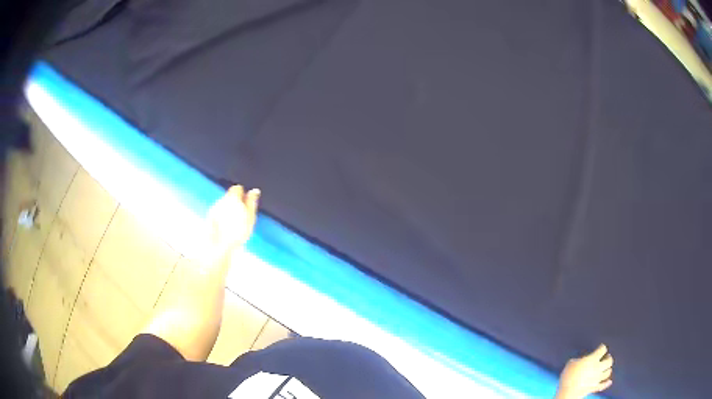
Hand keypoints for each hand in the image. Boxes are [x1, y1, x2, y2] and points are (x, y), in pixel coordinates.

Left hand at [204, 185, 259, 263]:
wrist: (219, 246)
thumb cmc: (236, 233)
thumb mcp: (250, 217)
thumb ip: (251, 202)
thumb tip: (254, 191)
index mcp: (232, 198)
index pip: (237, 188)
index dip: (242, 194)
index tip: (246, 203)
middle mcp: (221, 201)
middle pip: (229, 197)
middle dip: (235, 203)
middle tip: (241, 216)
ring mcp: (214, 209)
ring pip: (223, 205)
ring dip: (228, 211)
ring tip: (235, 224)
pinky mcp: (209, 218)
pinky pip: (218, 214)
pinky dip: (222, 218)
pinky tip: (226, 228)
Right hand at [556, 344, 613, 398]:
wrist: (568, 392)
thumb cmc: (568, 376)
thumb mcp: (571, 364)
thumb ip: (578, 360)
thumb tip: (580, 362)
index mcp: (593, 359)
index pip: (602, 349)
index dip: (602, 347)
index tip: (601, 347)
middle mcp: (598, 367)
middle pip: (609, 361)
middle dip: (609, 358)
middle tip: (607, 356)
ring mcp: (597, 378)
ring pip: (608, 372)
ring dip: (608, 369)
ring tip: (607, 368)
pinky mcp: (594, 387)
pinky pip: (603, 385)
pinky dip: (607, 383)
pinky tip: (609, 382)